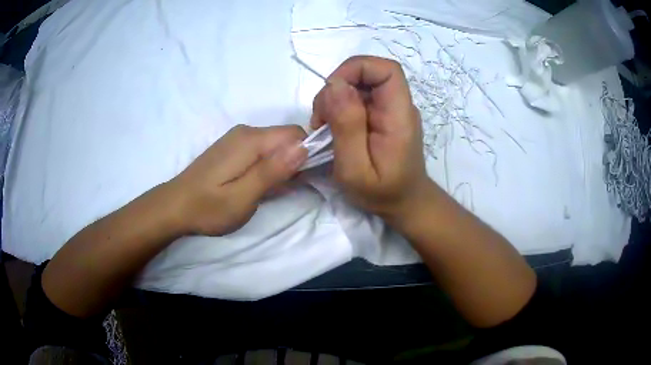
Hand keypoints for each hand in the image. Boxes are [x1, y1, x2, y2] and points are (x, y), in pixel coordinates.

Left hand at [167, 125, 307, 235]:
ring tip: (270, 191)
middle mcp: (246, 132)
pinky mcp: (231, 147)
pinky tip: (257, 184)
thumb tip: (303, 147)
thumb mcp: (243, 197)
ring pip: (274, 145)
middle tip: (284, 190)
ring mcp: (237, 138)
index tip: (303, 179)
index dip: (307, 154)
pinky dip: (267, 165)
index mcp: (251, 140)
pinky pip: (261, 150)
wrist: (174, 206)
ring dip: (280, 165)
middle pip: (285, 138)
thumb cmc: (208, 207)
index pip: (296, 134)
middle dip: (294, 161)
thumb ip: (273, 171)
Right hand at [311, 56, 433, 222]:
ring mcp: (390, 110)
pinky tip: (332, 129)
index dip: (357, 69)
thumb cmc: (382, 193)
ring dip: (334, 100)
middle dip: (337, 88)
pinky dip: (339, 108)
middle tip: (321, 120)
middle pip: (369, 74)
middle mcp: (398, 107)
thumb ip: (347, 127)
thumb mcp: (356, 169)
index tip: (331, 92)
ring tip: (323, 127)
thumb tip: (335, 85)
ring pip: (359, 85)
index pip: (387, 70)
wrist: (404, 203)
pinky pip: (358, 99)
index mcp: (399, 116)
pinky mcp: (382, 116)